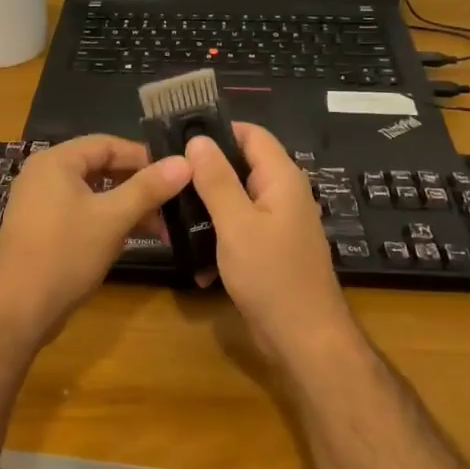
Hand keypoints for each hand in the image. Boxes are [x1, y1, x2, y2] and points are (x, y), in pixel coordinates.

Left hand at [0, 135, 191, 342]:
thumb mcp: (113, 218)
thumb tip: (185, 161)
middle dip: (137, 185)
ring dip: (125, 205)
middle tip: (171, 202)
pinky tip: (131, 237)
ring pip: (92, 192)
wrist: (19, 309)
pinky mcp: (41, 228)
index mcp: (56, 161)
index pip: (108, 144)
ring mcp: (38, 202)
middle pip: (100, 167)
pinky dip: (105, 219)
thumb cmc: (66, 254)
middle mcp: (43, 174)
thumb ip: (149, 188)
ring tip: (159, 227)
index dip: (144, 156)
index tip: (176, 174)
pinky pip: (79, 211)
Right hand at [186, 122, 354, 362]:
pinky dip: (217, 235)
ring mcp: (277, 223)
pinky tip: (192, 254)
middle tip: (165, 175)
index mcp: (281, 178)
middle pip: (241, 166)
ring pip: (236, 199)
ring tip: (169, 212)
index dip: (217, 129)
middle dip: (204, 170)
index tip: (178, 136)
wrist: (304, 338)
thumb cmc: (271, 275)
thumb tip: (198, 139)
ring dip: (206, 206)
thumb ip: (217, 179)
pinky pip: (238, 228)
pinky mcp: (269, 249)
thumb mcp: (237, 223)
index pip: (251, 134)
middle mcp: (283, 194)